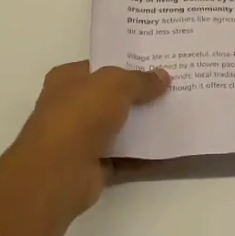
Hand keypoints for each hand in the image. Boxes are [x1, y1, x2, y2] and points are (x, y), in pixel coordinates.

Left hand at [0, 61, 170, 221]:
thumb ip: (139, 80)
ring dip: (143, 125)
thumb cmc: (80, 115)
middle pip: (110, 97)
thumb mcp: (114, 84)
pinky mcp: (93, 166)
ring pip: (119, 127)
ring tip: (176, 114)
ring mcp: (80, 138)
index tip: (155, 63)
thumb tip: (163, 76)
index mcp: (66, 79)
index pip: (99, 67)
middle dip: (138, 94)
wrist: (58, 172)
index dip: (125, 64)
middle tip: (172, 88)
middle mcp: (70, 106)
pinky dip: (143, 154)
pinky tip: (169, 147)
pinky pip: (125, 157)